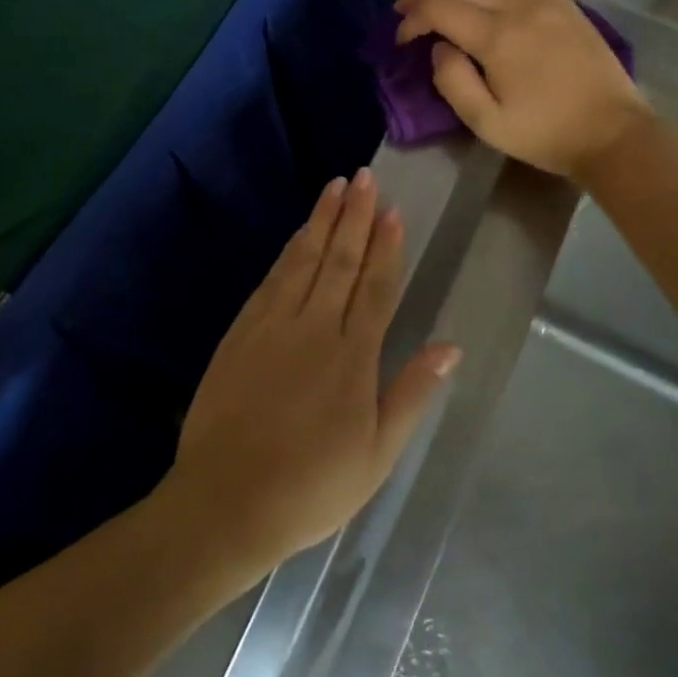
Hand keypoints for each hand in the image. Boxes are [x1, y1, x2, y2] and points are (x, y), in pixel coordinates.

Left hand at [164, 171, 459, 572]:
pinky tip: (298, 235)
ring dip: (321, 221)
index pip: (376, 287)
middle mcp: (315, 328)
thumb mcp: (377, 454)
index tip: (393, 211)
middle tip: (365, 178)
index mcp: (353, 357)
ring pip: (304, 260)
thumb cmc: (312, 486)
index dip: (386, 247)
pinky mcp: (242, 330)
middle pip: (340, 260)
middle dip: (355, 216)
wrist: (227, 499)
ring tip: (335, 187)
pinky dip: (288, 251)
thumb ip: (412, 394)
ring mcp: (273, 325)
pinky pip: (271, 279)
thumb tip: (450, 347)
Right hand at [396, 0, 650, 180]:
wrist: (612, 133)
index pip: (439, 7)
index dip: (411, 18)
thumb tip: (439, 47)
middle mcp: (519, 5)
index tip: (401, 39)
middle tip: (404, 7)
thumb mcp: (486, 123)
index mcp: (497, 37)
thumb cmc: (545, 134)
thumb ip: (452, 82)